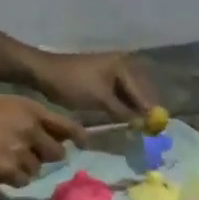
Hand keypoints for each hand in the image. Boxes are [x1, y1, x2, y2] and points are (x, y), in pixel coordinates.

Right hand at [0, 94, 82, 186]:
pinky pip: (23, 180)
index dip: (77, 135)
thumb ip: (27, 118)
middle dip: (44, 156)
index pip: (64, 124)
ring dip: (24, 168)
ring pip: (37, 168)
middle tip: (24, 155)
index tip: (84, 143)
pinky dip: (11, 178)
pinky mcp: (10, 169)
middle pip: (56, 152)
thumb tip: (55, 136)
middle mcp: (29, 127)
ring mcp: (20, 149)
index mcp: (27, 108)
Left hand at [32, 50, 156, 122]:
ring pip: (130, 97)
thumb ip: (125, 113)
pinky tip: (125, 121)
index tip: (156, 131)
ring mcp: (112, 72)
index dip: (150, 113)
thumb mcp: (101, 100)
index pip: (143, 94)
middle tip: (149, 132)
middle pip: (140, 94)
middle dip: (144, 112)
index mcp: (124, 66)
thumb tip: (144, 126)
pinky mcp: (103, 80)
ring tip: (138, 130)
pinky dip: (123, 108)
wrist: (42, 72)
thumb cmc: (73, 83)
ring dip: (133, 112)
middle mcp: (122, 66)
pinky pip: (119, 96)